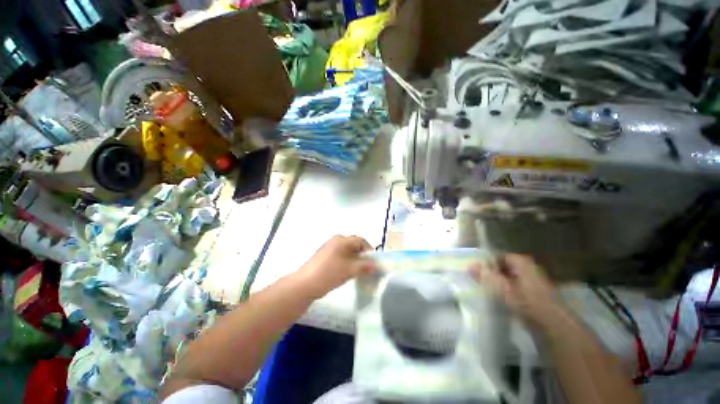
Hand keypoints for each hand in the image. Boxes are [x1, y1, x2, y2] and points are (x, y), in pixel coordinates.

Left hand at [297, 235, 374, 298]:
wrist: (305, 284)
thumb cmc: (329, 273)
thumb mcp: (350, 270)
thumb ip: (365, 266)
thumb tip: (375, 266)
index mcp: (342, 240)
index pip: (360, 240)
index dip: (369, 250)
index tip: (373, 262)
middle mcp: (335, 241)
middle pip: (354, 244)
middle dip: (362, 255)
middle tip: (367, 266)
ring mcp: (329, 248)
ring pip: (347, 251)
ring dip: (355, 259)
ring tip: (359, 271)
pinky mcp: (325, 256)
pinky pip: (340, 255)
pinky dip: (347, 261)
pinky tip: (347, 271)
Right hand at [470, 254, 561, 329]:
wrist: (554, 326)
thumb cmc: (527, 302)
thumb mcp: (502, 288)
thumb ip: (485, 276)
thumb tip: (469, 265)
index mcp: (522, 263)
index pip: (500, 257)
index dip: (488, 263)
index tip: (478, 272)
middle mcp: (529, 269)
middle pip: (505, 267)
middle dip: (493, 274)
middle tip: (481, 282)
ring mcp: (534, 282)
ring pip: (511, 279)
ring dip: (500, 284)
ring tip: (489, 292)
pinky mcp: (535, 296)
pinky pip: (516, 289)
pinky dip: (508, 292)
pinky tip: (501, 301)